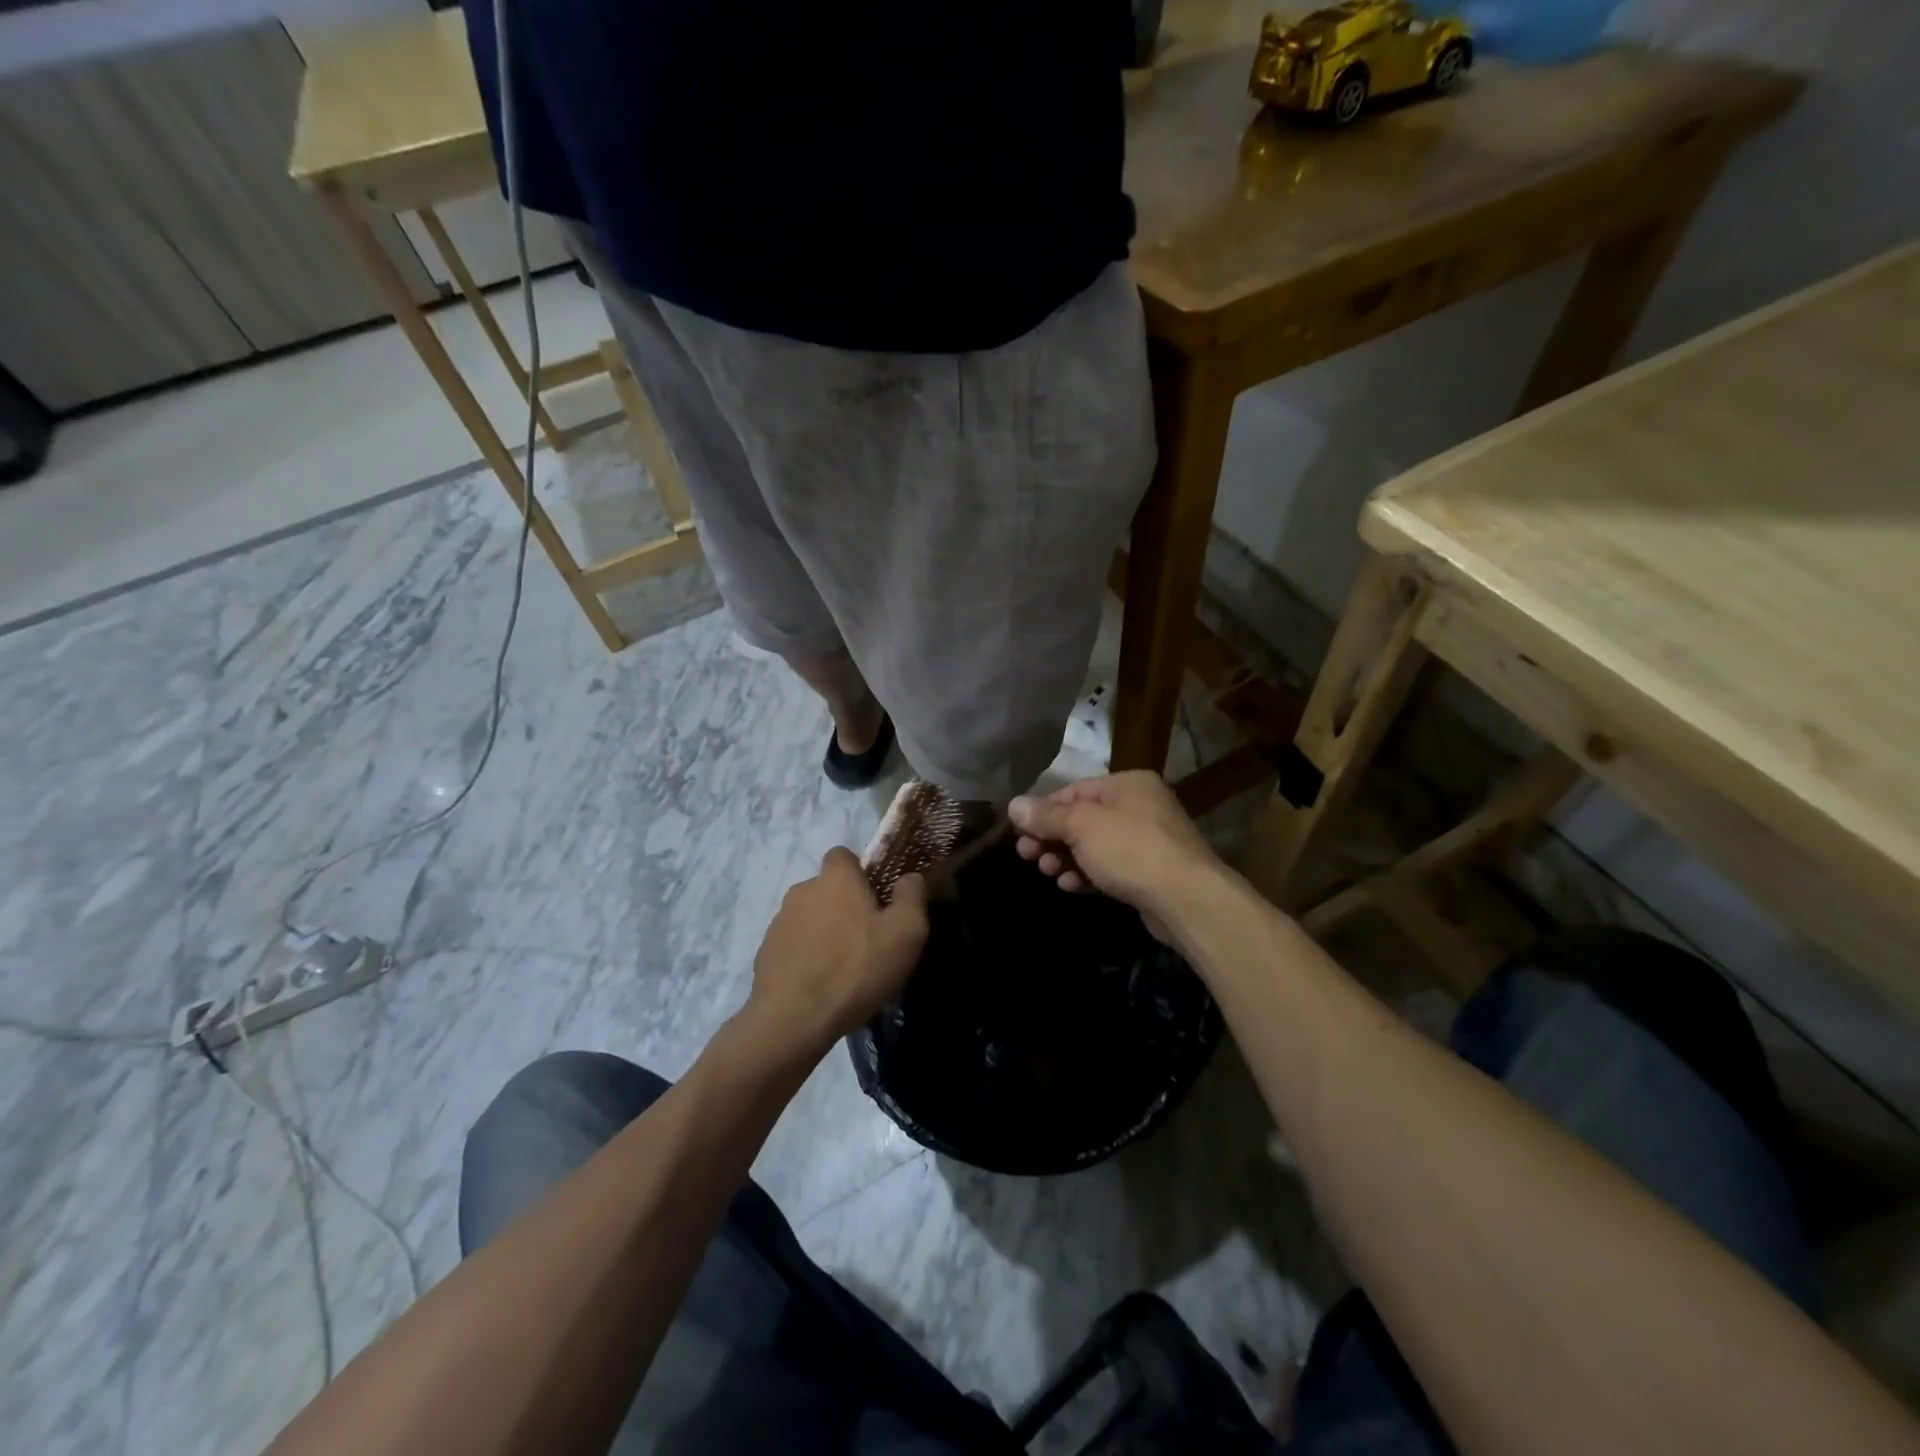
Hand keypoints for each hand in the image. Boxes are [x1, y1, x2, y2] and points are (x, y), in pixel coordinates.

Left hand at [746, 848, 928, 1053]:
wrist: (794, 1019)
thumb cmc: (857, 968)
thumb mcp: (905, 933)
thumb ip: (911, 896)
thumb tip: (910, 877)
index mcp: (836, 878)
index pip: (843, 855)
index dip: (861, 872)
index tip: (876, 900)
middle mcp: (802, 890)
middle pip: (827, 888)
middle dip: (844, 905)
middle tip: (866, 938)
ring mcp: (779, 921)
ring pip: (809, 917)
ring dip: (824, 932)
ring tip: (842, 968)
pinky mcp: (766, 952)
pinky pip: (793, 945)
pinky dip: (806, 956)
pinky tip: (819, 984)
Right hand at [1008, 772, 1224, 940]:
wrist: (1186, 899)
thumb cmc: (1131, 850)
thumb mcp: (1082, 827)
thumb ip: (1046, 816)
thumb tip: (1013, 805)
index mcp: (1127, 784)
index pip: (1073, 791)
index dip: (1043, 810)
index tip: (1019, 832)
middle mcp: (1140, 806)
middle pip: (1083, 818)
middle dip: (1052, 838)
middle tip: (1027, 856)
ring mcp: (1148, 840)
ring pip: (1095, 845)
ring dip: (1066, 857)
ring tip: (1048, 873)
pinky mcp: (1150, 872)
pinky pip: (1110, 867)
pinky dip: (1088, 873)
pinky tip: (1070, 886)